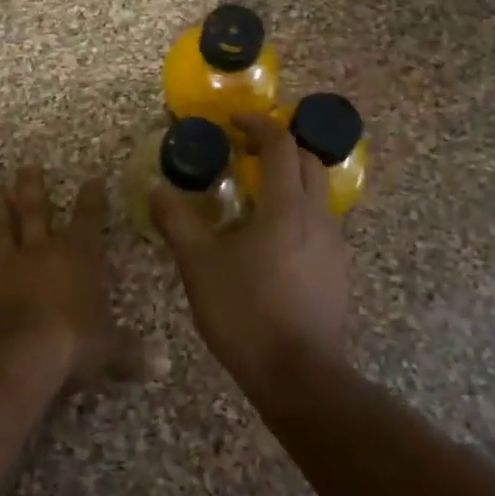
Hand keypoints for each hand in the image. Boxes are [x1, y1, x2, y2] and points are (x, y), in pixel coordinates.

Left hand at [0, 167, 145, 391]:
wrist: (16, 355)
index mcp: (77, 256)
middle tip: (28, 167)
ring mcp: (5, 266)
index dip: (92, 199)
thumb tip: (160, 367)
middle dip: (33, 187)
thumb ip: (129, 352)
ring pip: (0, 228)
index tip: (92, 179)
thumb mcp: (108, 350)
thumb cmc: (72, 343)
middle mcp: (40, 251)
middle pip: (36, 209)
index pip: (88, 219)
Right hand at [151, 114, 353, 392]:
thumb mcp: (198, 265)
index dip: (259, 124)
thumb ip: (176, 221)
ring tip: (258, 194)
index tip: (236, 121)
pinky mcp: (338, 271)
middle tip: (249, 151)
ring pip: (319, 194)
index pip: (281, 146)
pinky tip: (274, 239)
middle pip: (310, 162)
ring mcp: (334, 245)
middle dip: (282, 147)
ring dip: (292, 180)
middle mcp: (318, 217)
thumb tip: (156, 188)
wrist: (298, 375)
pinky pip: (321, 224)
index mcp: (286, 207)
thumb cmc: (245, 312)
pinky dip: (299, 212)